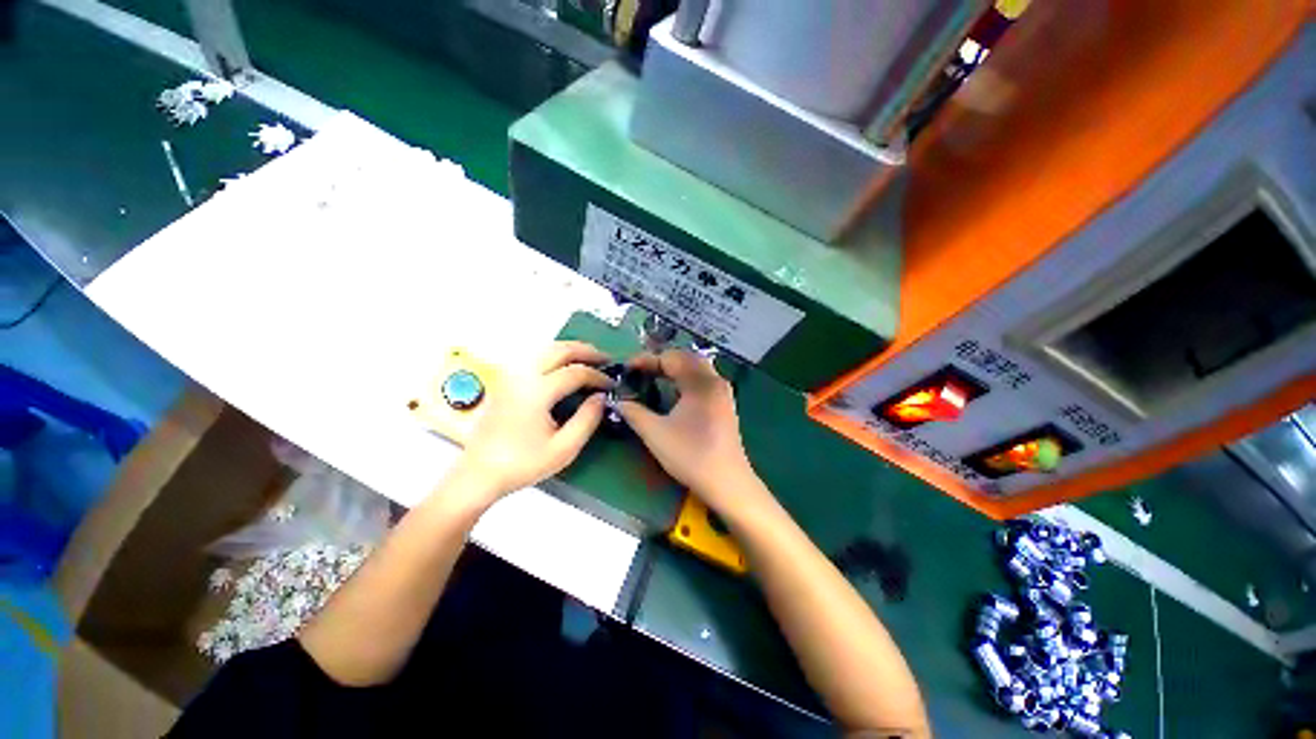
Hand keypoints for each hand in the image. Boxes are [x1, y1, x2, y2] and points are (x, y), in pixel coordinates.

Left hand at [448, 341, 612, 504]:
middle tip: (605, 359)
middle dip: (586, 350)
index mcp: (537, 392)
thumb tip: (601, 398)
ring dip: (569, 349)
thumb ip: (587, 420)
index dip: (597, 376)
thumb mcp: (563, 449)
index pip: (575, 372)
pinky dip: (553, 354)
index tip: (612, 383)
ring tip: (587, 358)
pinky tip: (562, 365)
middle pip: (559, 350)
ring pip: (544, 349)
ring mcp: (510, 375)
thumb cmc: (522, 464)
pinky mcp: (504, 380)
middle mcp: (522, 376)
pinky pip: (533, 356)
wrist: (478, 474)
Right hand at [618, 351, 766, 513]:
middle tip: (640, 371)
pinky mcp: (725, 404)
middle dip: (661, 361)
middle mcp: (715, 381)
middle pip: (686, 358)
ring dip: (675, 369)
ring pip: (697, 368)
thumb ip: (634, 412)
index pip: (671, 358)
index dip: (646, 360)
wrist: (727, 483)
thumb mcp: (655, 433)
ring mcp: (723, 392)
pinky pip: (703, 380)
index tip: (627, 368)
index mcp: (701, 382)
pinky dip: (685, 379)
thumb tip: (618, 400)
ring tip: (653, 378)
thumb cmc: (691, 455)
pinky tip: (674, 393)